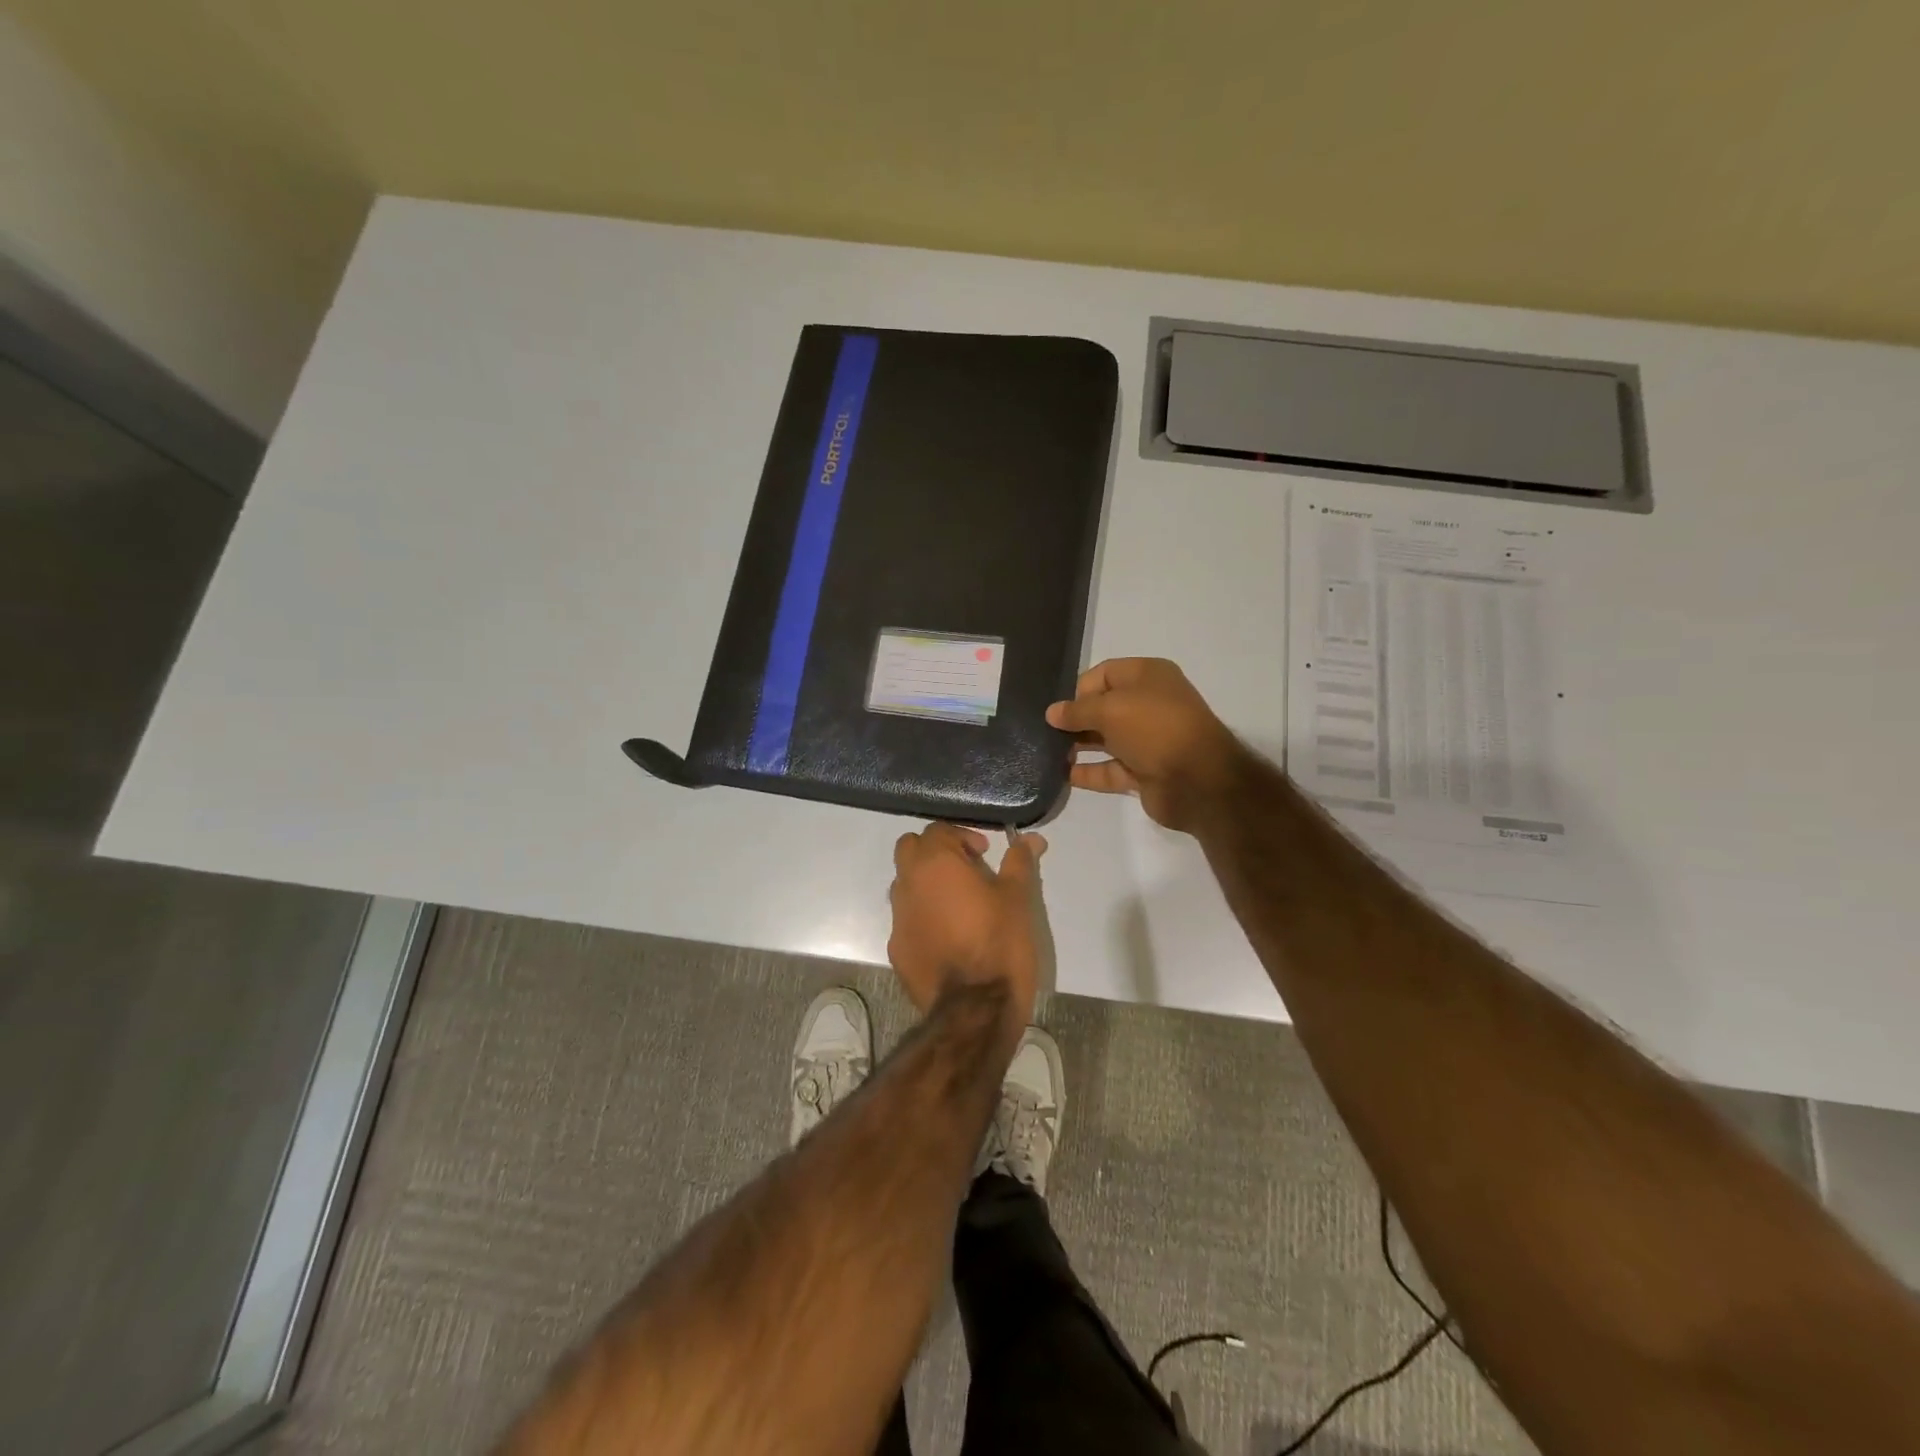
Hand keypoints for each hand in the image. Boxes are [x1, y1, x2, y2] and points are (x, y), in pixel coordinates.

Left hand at [887, 824, 1052, 1041]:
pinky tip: (948, 937)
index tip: (984, 855)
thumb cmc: (999, 942)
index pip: (936, 830)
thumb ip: (1019, 862)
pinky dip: (922, 917)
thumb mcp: (1017, 898)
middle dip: (934, 852)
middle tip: (966, 870)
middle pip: (909, 849)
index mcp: (935, 863)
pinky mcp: (896, 949)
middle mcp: (907, 884)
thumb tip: (1031, 838)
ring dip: (926, 884)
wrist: (974, 1008)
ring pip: (904, 884)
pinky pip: (906, 920)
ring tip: (958, 904)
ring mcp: (897, 918)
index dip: (961, 837)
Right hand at [1046, 658, 1243, 832]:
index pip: (1104, 674)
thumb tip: (1052, 713)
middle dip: (1075, 719)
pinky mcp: (1144, 772)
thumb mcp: (1110, 709)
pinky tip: (1061, 775)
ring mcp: (1147, 740)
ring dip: (1078, 746)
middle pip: (1103, 707)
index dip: (1080, 689)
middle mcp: (1149, 705)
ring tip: (1046, 753)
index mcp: (1148, 677)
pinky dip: (1088, 772)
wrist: (1197, 779)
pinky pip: (1110, 769)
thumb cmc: (1154, 728)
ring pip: (1105, 740)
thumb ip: (1077, 710)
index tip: (1059, 709)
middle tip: (1044, 732)